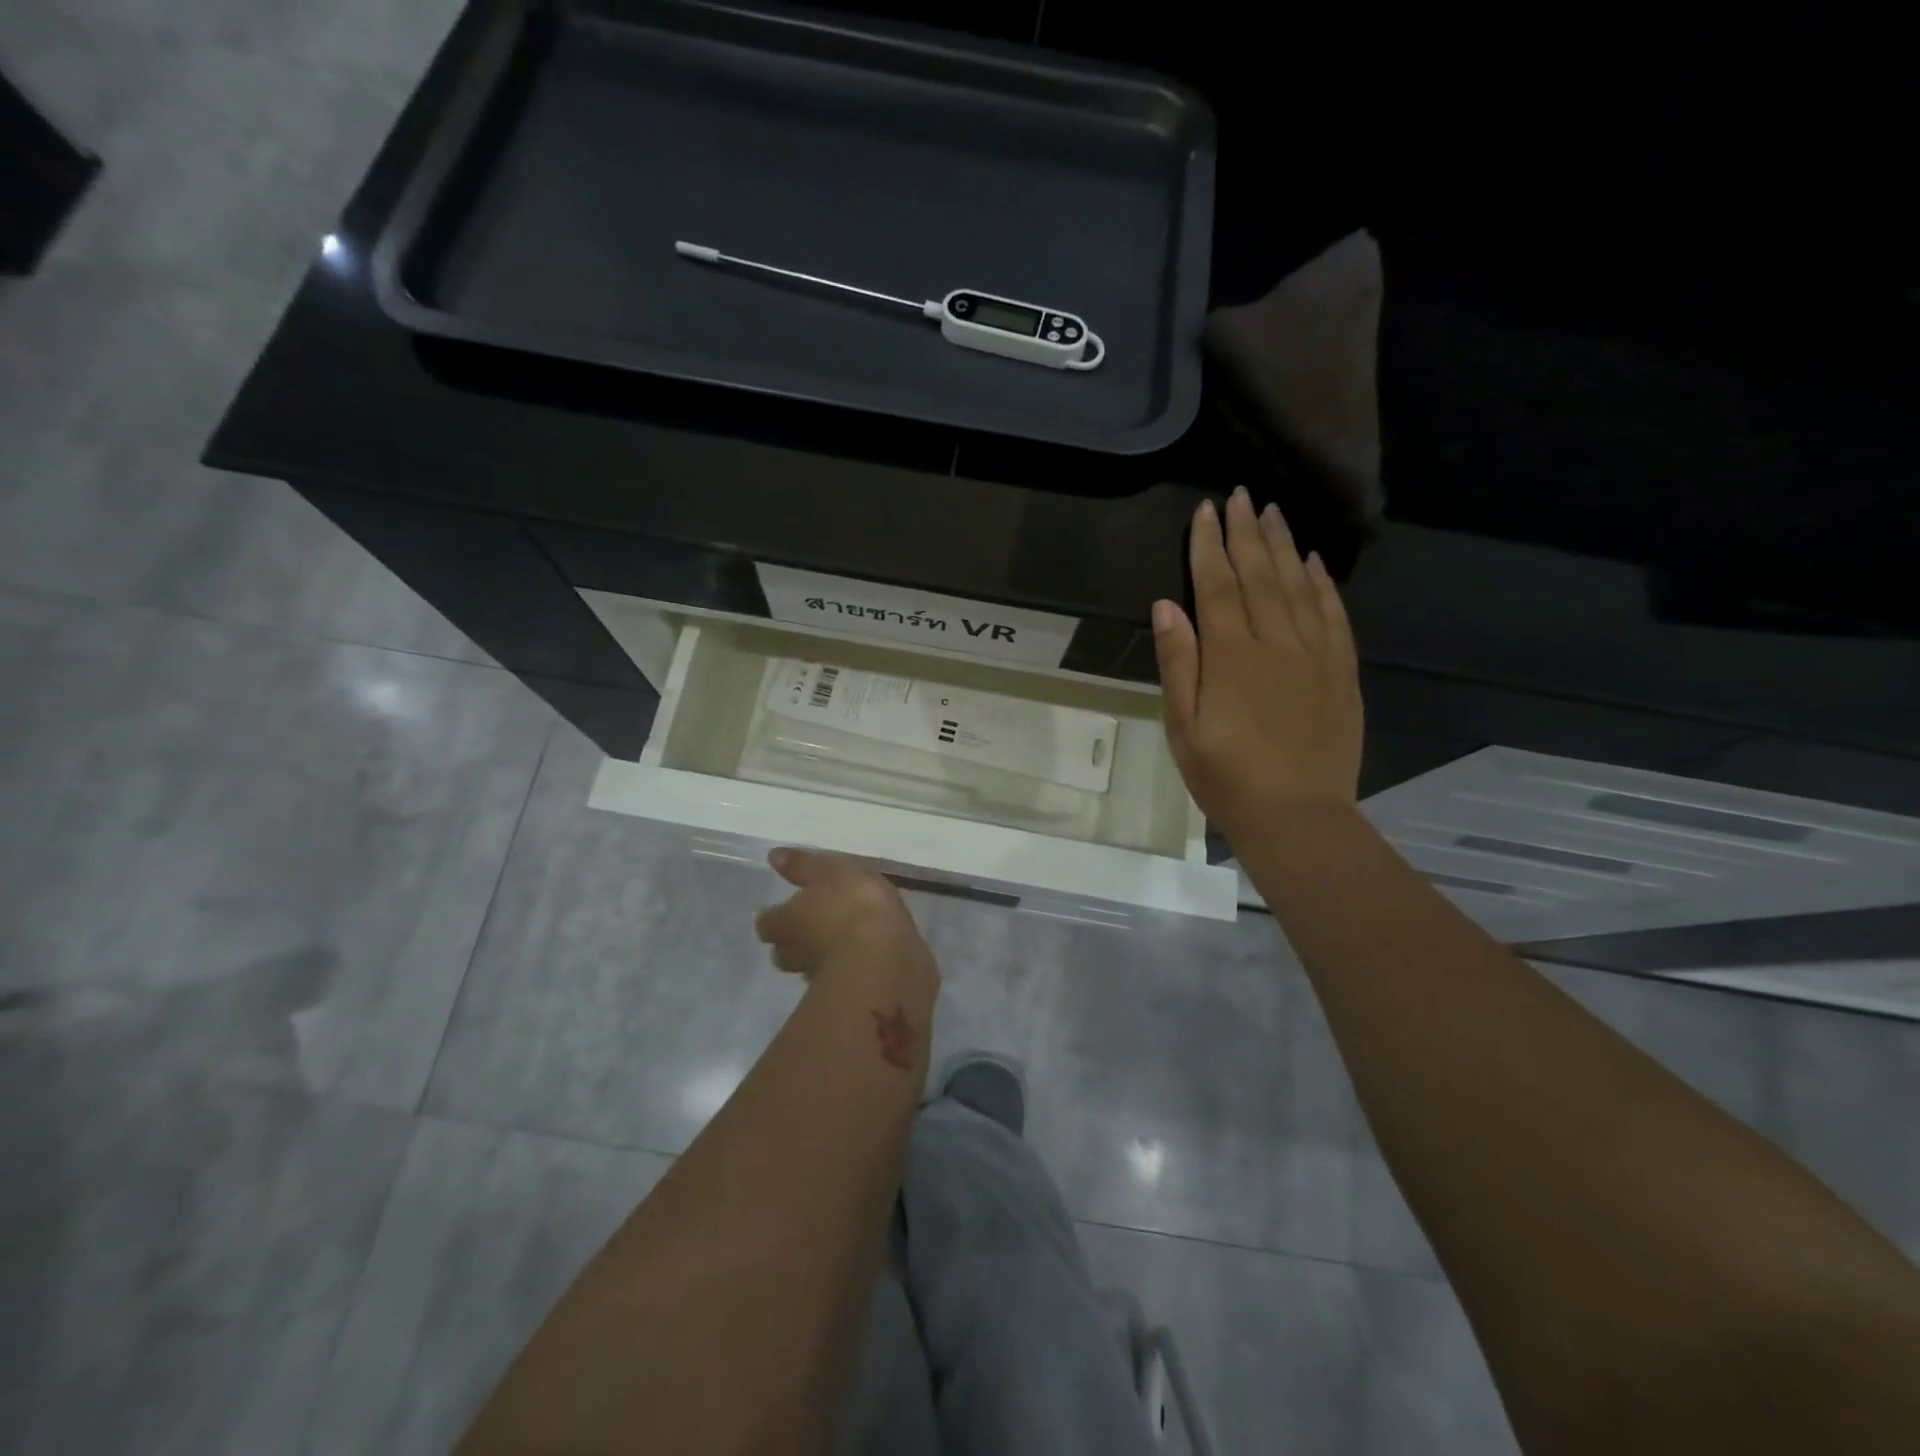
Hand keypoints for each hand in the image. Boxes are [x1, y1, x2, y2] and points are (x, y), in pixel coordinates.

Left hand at [754, 849, 938, 992]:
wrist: (886, 958)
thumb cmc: (853, 905)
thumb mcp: (830, 871)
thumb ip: (803, 866)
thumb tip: (773, 855)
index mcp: (785, 922)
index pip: (767, 922)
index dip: (777, 915)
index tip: (789, 908)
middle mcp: (794, 953)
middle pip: (784, 950)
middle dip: (796, 940)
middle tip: (815, 926)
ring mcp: (819, 978)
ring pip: (811, 967)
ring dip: (822, 957)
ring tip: (844, 941)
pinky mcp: (848, 993)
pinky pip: (842, 979)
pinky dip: (849, 969)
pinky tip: (866, 958)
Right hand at [1152, 487, 1363, 846]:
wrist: (1297, 816)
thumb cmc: (1226, 776)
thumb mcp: (1183, 726)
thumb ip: (1178, 663)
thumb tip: (1166, 606)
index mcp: (1232, 656)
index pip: (1217, 586)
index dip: (1209, 546)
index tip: (1207, 511)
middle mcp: (1276, 643)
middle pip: (1260, 575)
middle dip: (1248, 533)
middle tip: (1243, 496)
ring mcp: (1316, 655)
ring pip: (1299, 586)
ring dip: (1285, 546)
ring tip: (1274, 512)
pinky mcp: (1342, 672)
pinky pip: (1334, 616)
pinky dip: (1324, 584)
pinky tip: (1315, 563)